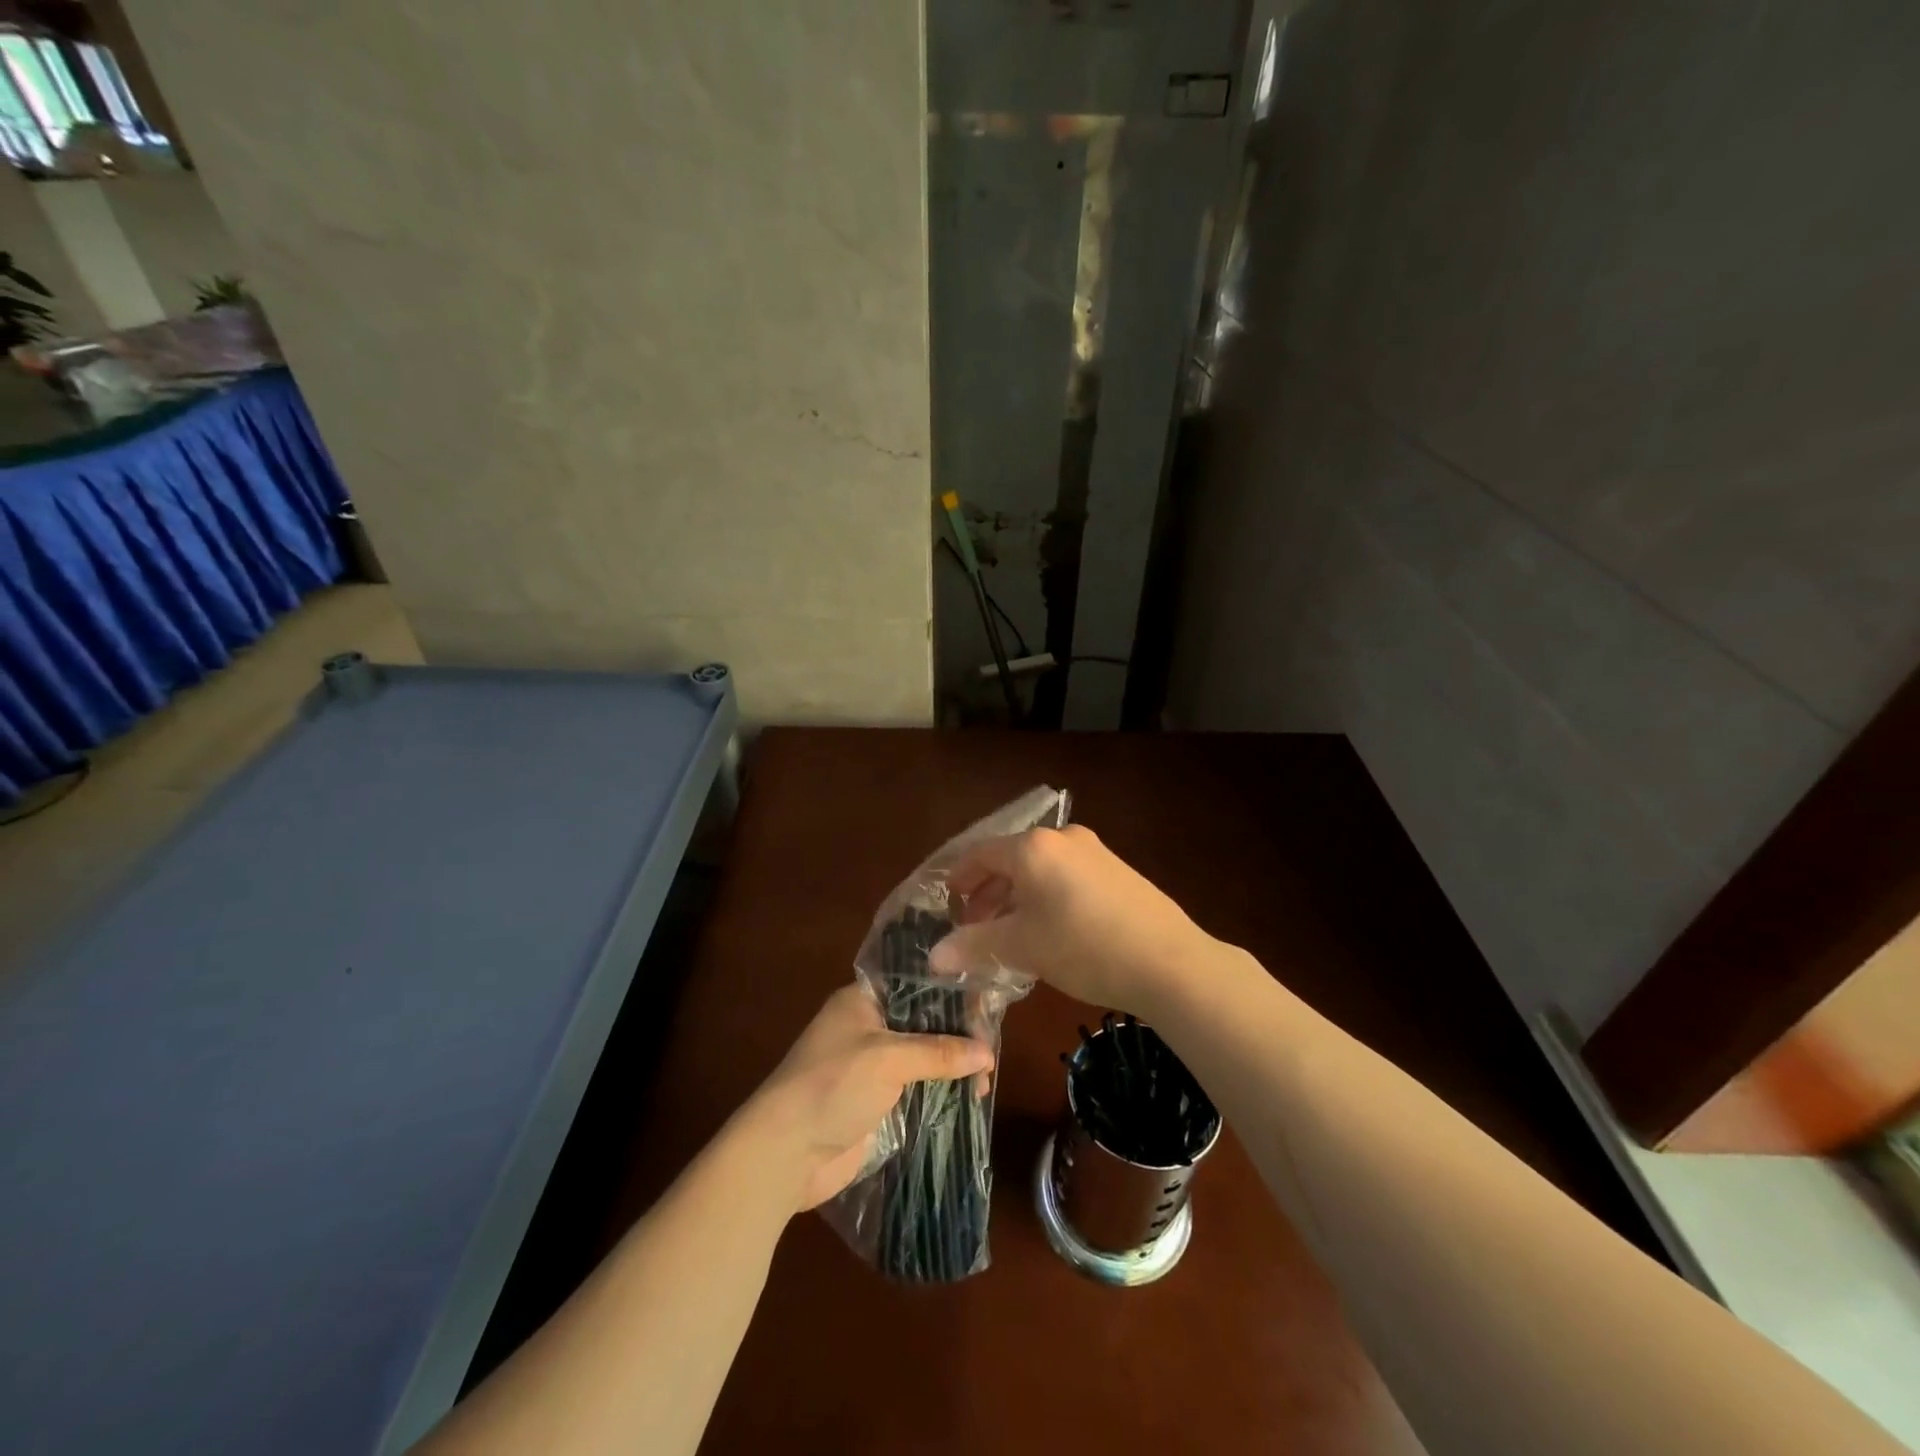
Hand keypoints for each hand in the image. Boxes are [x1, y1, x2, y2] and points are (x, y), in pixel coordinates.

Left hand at [743, 984, 992, 1212]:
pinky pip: (918, 1086)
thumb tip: (988, 1053)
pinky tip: (970, 1098)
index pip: (917, 983)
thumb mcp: (888, 1059)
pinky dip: (942, 1090)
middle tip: (993, 1050)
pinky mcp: (878, 1099)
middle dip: (958, 1033)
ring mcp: (873, 1064)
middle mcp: (870, 1025)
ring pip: (925, 1055)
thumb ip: (939, 1052)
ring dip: (953, 1065)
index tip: (987, 1006)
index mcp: (863, 1000)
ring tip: (986, 1081)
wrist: (786, 1152)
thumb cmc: (833, 1085)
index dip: (952, 991)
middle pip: (924, 1020)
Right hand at [930, 825, 1214, 1011]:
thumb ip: (973, 945)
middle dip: (987, 893)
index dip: (958, 880)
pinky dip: (1045, 897)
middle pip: (1009, 860)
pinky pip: (1065, 876)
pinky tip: (1049, 931)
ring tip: (1008, 934)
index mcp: (1032, 847)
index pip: (979, 854)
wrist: (1169, 962)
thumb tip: (934, 956)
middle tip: (973, 928)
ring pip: (1039, 869)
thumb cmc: (1083, 947)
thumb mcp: (1022, 947)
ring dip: (1016, 897)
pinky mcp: (1116, 870)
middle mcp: (1062, 838)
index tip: (946, 907)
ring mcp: (1094, 851)